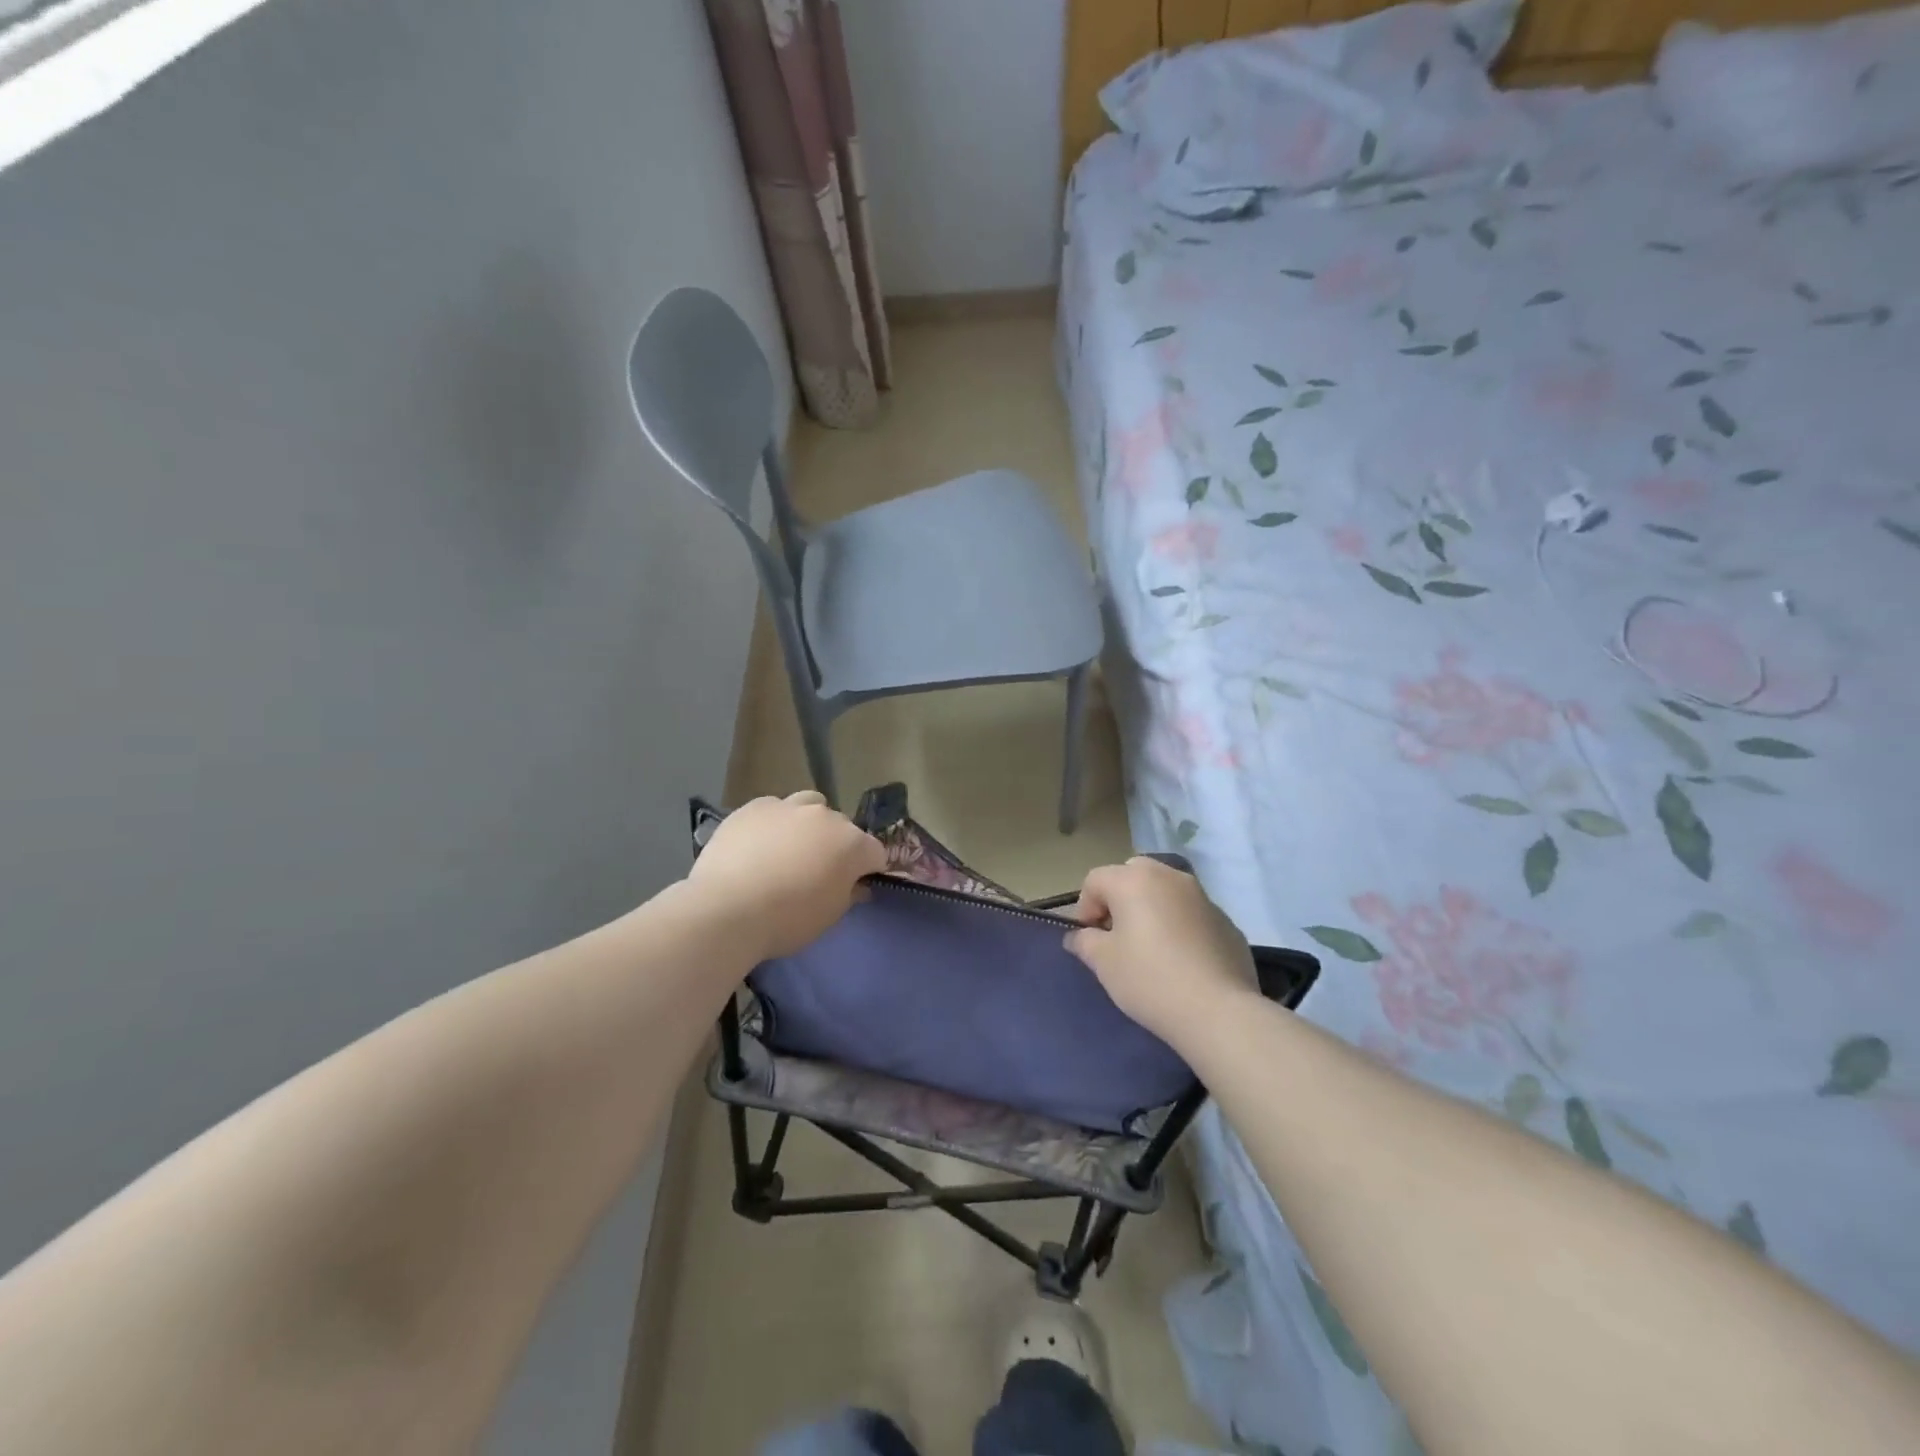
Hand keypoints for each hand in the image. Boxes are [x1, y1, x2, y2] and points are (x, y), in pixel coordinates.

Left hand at [687, 791, 887, 960]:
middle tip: (817, 872)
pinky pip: (774, 809)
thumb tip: (856, 885)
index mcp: (852, 844)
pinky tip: (758, 845)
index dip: (867, 870)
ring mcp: (788, 806)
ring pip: (809, 806)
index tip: (854, 886)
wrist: (727, 909)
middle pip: (842, 827)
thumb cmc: (787, 920)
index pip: (875, 853)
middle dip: (836, 846)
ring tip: (789, 849)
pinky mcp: (754, 806)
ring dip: (808, 824)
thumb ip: (848, 894)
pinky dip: (774, 823)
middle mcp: (825, 817)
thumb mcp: (829, 917)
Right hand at [1064, 857, 1258, 1046]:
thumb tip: (1079, 936)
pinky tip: (1181, 960)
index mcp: (1134, 880)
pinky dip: (1179, 925)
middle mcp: (1169, 876)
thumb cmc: (1150, 979)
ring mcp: (1202, 896)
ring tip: (1150, 947)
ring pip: (1165, 890)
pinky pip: (1190, 913)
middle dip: (1119, 899)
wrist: (1218, 1011)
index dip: (1085, 908)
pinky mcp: (1225, 920)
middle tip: (1117, 936)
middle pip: (1132, 874)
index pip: (1095, 880)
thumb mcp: (1103, 963)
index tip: (1089, 940)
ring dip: (1151, 908)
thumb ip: (1085, 942)